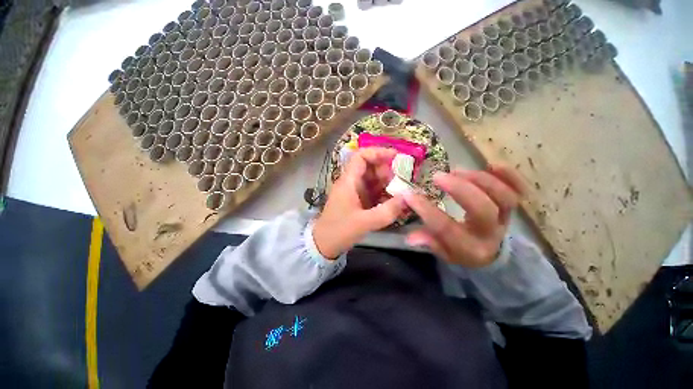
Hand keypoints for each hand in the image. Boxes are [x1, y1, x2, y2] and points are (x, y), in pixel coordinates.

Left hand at [313, 147, 407, 258]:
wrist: (324, 245)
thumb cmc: (339, 231)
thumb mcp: (364, 222)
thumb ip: (386, 212)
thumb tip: (407, 199)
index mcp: (348, 182)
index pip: (361, 156)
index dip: (378, 152)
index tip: (396, 157)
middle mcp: (351, 183)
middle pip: (369, 167)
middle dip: (386, 170)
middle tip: (401, 180)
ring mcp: (354, 192)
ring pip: (372, 179)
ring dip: (387, 183)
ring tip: (400, 192)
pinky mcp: (358, 201)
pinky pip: (372, 191)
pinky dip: (383, 193)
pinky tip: (393, 201)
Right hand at [403, 164, 525, 267]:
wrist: (491, 252)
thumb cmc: (461, 250)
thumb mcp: (443, 252)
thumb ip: (429, 243)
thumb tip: (410, 237)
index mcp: (470, 248)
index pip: (446, 227)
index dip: (426, 210)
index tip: (409, 195)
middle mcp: (490, 233)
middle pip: (482, 209)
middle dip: (459, 189)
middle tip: (438, 177)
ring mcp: (506, 218)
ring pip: (503, 196)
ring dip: (479, 179)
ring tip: (456, 170)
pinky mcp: (512, 206)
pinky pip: (519, 189)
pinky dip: (509, 175)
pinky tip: (492, 164)